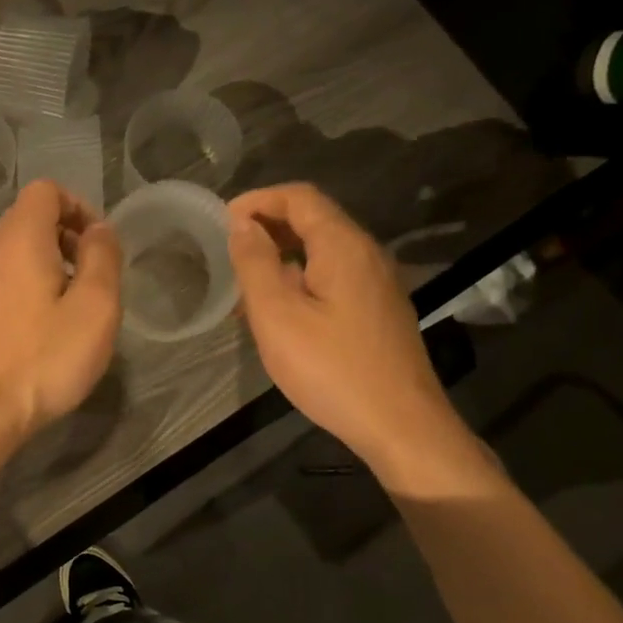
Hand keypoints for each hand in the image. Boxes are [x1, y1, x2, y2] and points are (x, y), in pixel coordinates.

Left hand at [0, 179, 121, 447]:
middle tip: (92, 275)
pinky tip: (44, 325)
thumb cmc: (45, 357)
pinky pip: (3, 278)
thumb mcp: (95, 306)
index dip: (79, 206)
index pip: (46, 190)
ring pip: (15, 250)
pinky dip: (28, 284)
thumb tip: (99, 229)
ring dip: (49, 262)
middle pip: (28, 217)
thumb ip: (103, 257)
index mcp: (20, 238)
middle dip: (66, 235)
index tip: (99, 245)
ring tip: (72, 303)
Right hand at [227, 183, 481, 488]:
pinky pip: (334, 277)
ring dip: (282, 255)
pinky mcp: (379, 311)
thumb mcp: (278, 315)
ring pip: (324, 251)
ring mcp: (377, 283)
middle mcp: (367, 254)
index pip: (300, 197)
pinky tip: (280, 311)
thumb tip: (241, 224)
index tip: (223, 220)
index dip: (258, 200)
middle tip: (229, 250)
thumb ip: (255, 263)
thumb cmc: (331, 368)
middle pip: (315, 219)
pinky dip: (301, 278)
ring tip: (246, 283)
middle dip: (269, 225)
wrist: (400, 425)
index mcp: (343, 246)